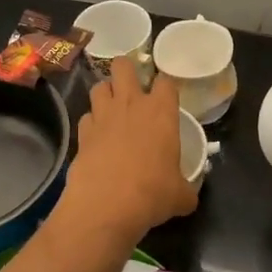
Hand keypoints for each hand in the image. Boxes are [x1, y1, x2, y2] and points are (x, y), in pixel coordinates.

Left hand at [56, 57, 197, 242]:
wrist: (106, 205)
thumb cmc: (152, 193)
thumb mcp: (180, 195)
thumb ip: (186, 189)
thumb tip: (189, 198)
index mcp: (160, 112)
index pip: (165, 81)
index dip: (165, 85)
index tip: (166, 95)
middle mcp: (130, 105)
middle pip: (123, 66)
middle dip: (126, 70)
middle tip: (132, 86)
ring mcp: (102, 116)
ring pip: (99, 86)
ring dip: (106, 93)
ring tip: (112, 108)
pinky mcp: (82, 133)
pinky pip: (86, 116)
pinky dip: (91, 122)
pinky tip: (97, 136)